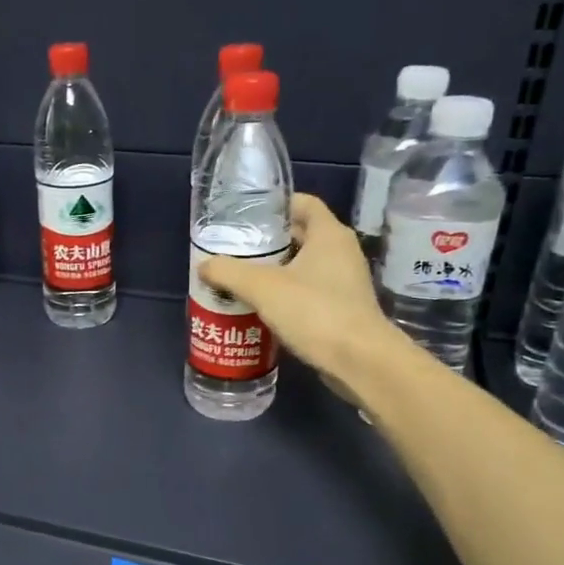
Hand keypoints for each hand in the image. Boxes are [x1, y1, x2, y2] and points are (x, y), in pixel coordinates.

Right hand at [197, 194, 400, 390]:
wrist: (359, 361)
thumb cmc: (314, 312)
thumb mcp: (263, 288)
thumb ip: (229, 273)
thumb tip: (204, 266)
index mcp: (328, 234)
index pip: (302, 203)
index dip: (274, 205)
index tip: (245, 217)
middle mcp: (341, 252)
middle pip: (299, 236)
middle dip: (267, 243)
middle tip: (234, 251)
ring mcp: (345, 282)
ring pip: (303, 267)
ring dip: (274, 272)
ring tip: (240, 280)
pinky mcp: (342, 309)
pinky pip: (308, 292)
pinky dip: (286, 296)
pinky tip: (261, 309)